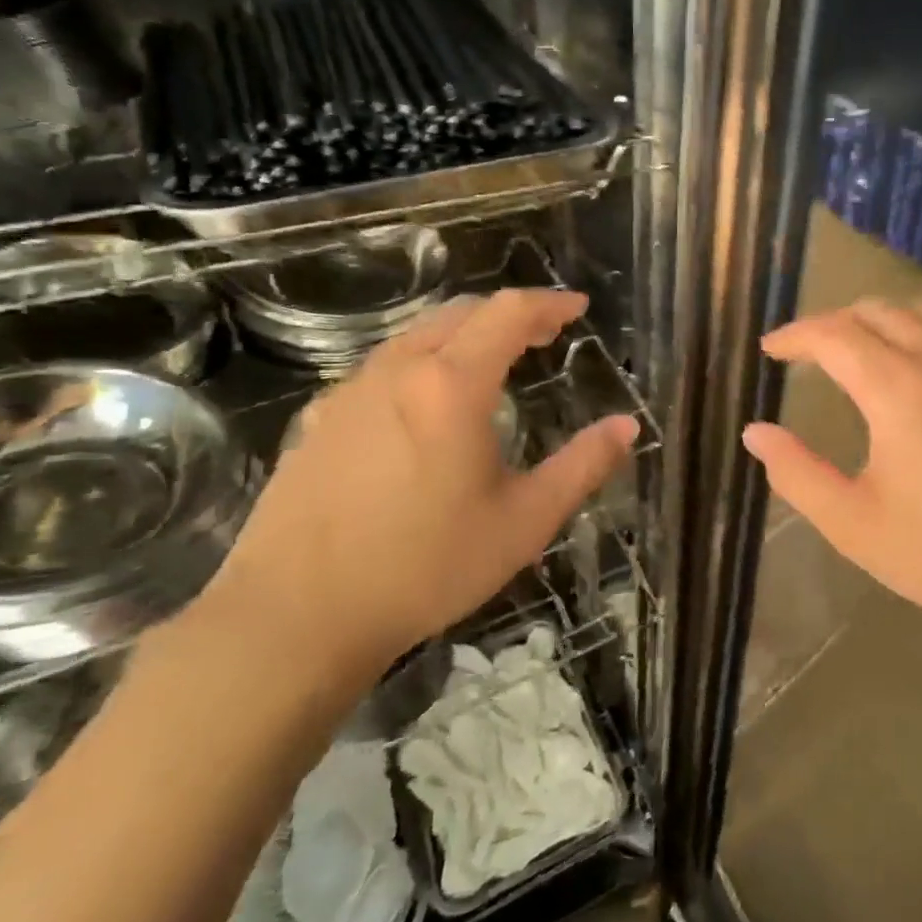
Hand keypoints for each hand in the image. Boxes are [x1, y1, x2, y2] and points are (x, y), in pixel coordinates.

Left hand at [203, 289, 637, 692]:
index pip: (507, 313)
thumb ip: (582, 466)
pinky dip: (421, 365)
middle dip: (508, 314)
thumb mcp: (524, 521)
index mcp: (451, 385)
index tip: (578, 307)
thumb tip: (627, 426)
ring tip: (492, 364)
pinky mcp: (316, 422)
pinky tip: (424, 408)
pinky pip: (380, 370)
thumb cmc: (426, 567)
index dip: (548, 303)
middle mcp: (396, 371)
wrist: (294, 618)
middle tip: (544, 334)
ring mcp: (348, 394)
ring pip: (415, 337)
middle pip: (459, 313)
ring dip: (463, 336)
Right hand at [741, 301, 921, 650]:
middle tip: (802, 352)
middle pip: (877, 311)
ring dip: (873, 323)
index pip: (835, 334)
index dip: (794, 335)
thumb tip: (755, 433)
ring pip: (918, 318)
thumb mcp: (854, 525)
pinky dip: (909, 337)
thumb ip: (797, 474)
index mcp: (899, 390)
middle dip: (831, 322)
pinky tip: (905, 377)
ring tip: (847, 354)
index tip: (768, 350)